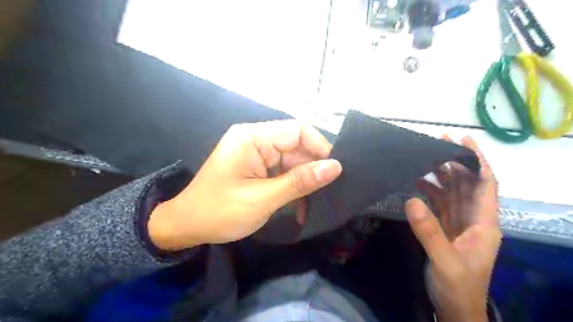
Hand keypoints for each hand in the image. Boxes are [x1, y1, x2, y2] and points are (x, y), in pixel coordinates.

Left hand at [147, 121, 341, 250]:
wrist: (186, 227)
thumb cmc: (219, 212)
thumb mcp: (262, 199)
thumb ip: (299, 182)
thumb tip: (335, 166)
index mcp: (253, 137)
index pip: (298, 131)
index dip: (320, 148)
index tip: (335, 172)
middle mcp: (256, 140)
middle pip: (296, 146)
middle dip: (313, 169)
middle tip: (329, 193)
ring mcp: (257, 154)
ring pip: (293, 161)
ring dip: (304, 182)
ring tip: (315, 204)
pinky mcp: (258, 168)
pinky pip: (284, 172)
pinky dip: (294, 188)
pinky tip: (300, 207)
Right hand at [402, 135, 502, 321]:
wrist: (454, 307)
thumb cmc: (458, 286)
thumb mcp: (445, 260)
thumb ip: (429, 231)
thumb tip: (411, 200)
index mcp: (484, 223)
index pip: (486, 185)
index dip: (478, 162)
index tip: (465, 142)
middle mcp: (473, 219)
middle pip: (467, 184)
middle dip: (456, 162)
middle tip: (440, 141)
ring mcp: (458, 223)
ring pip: (452, 192)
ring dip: (442, 174)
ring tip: (427, 157)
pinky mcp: (445, 227)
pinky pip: (438, 203)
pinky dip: (429, 191)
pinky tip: (417, 182)